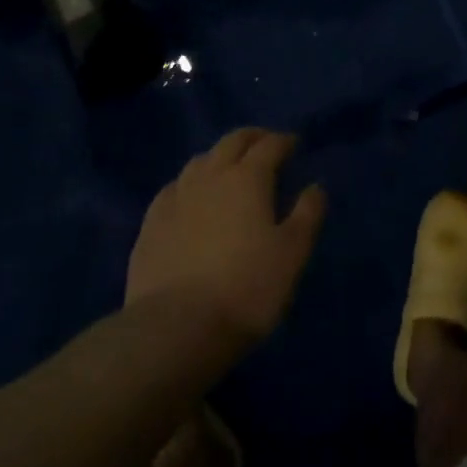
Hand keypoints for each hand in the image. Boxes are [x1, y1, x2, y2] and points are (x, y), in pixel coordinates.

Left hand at [126, 129, 327, 345]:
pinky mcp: (151, 223)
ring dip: (220, 157)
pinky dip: (190, 183)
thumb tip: (315, 186)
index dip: (285, 141)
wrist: (175, 328)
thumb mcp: (293, 253)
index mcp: (248, 177)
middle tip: (265, 145)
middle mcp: (211, 175)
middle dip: (252, 138)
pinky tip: (191, 198)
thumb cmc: (246, 288)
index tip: (295, 145)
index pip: (270, 145)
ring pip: (201, 160)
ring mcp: (176, 196)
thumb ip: (308, 214)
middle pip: (232, 141)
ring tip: (229, 170)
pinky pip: (174, 188)